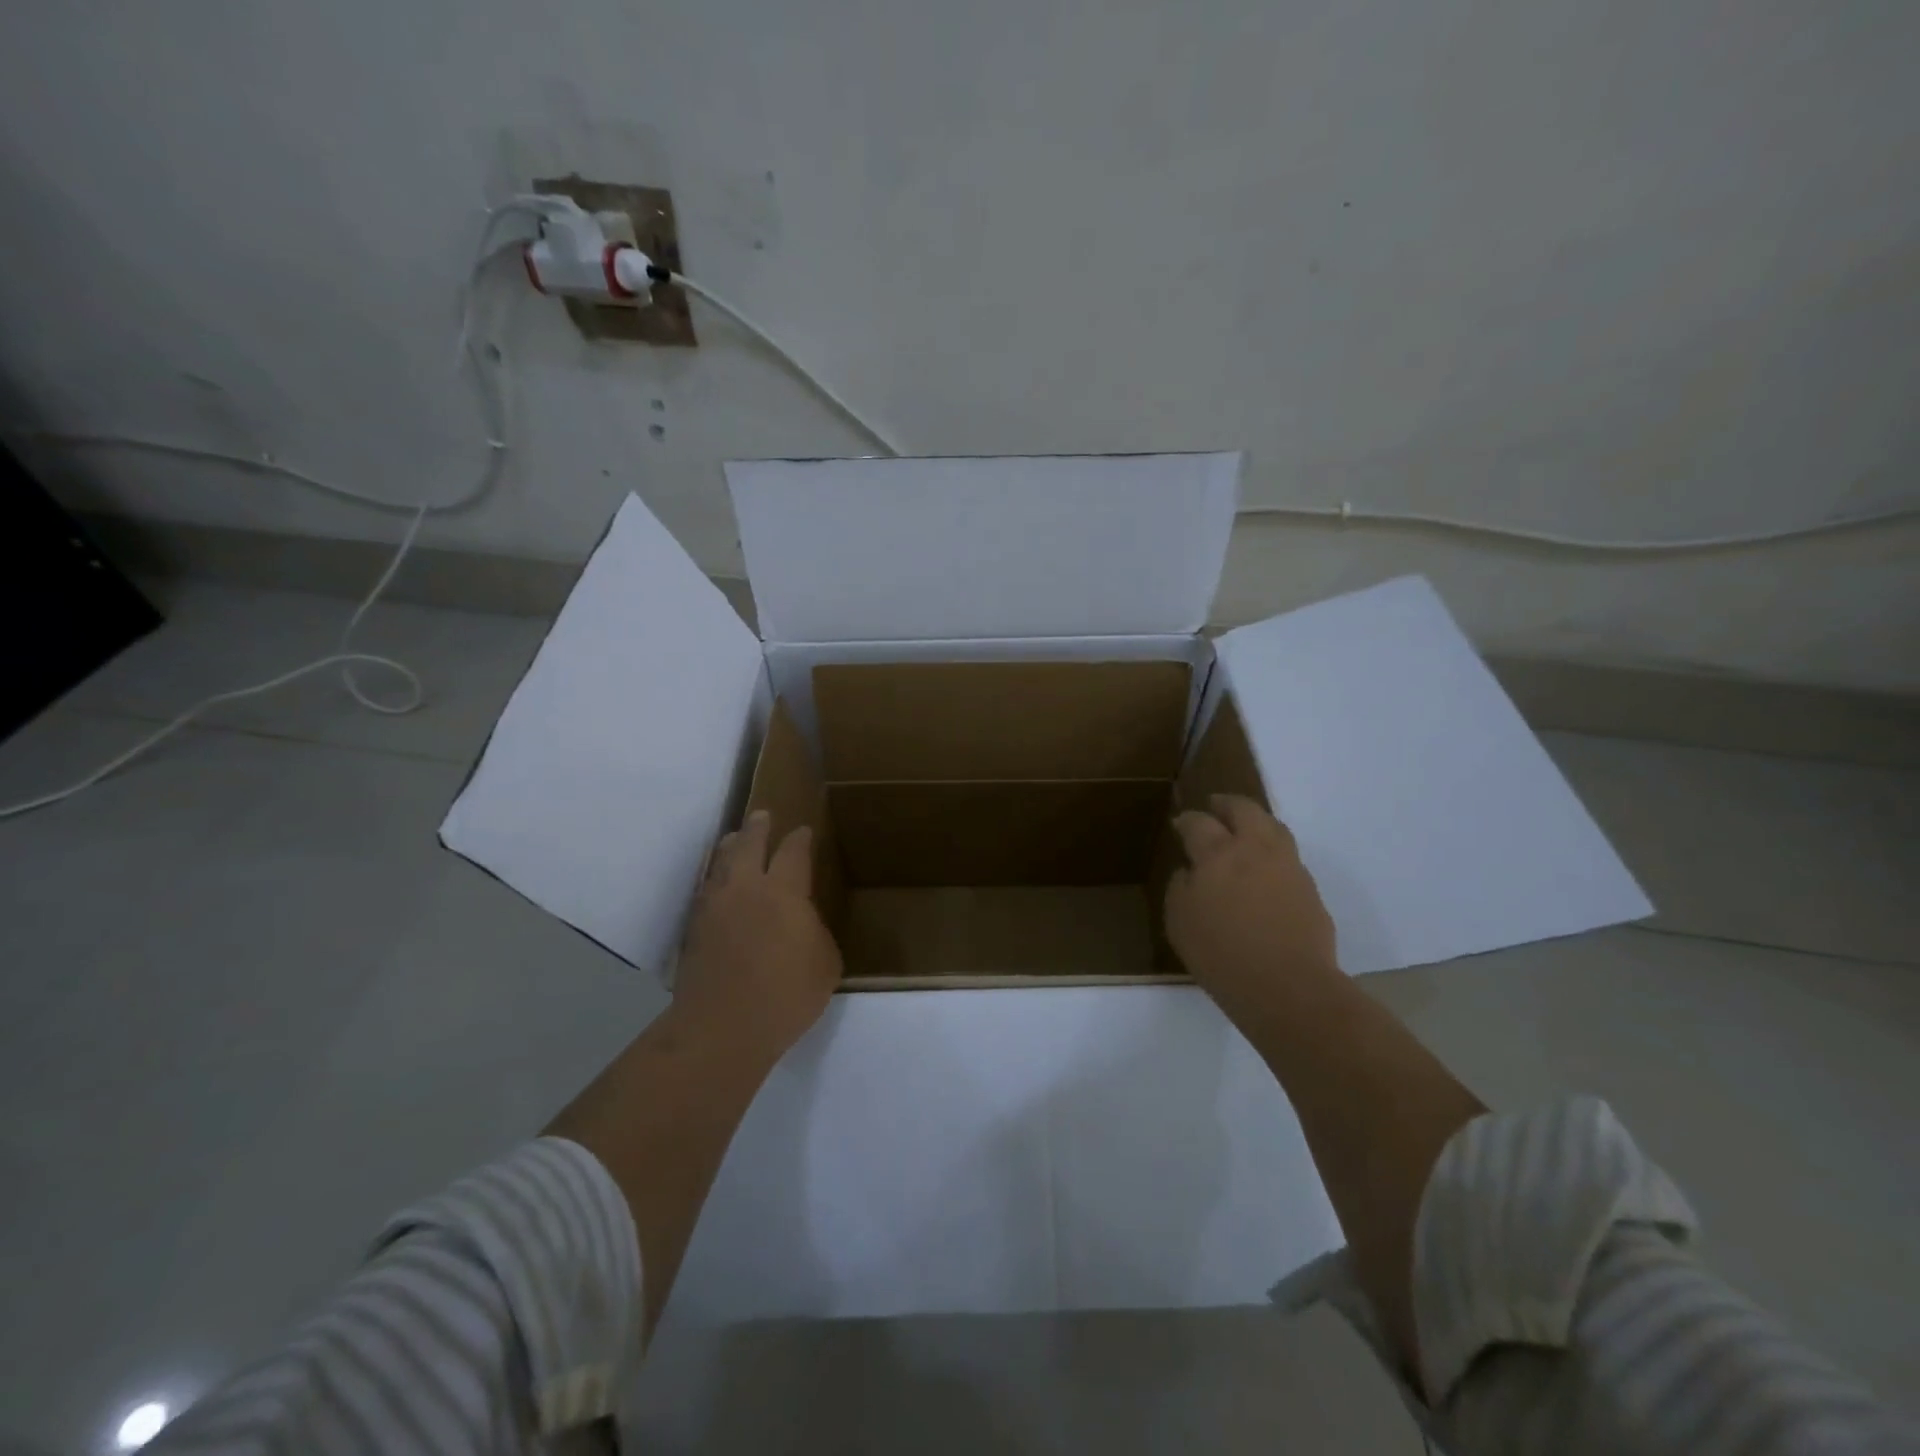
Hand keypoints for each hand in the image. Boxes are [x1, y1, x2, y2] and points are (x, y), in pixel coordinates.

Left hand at [673, 810, 842, 1066]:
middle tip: (762, 816)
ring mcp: (714, 906)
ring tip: (734, 841)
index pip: (793, 852)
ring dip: (731, 847)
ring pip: (721, 863)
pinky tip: (717, 884)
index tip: (804, 831)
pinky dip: (714, 878)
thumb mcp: (825, 964)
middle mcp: (746, 887)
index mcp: (784, 891)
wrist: (722, 1027)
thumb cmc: (785, 995)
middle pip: (749, 844)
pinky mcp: (693, 929)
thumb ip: (816, 933)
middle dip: (757, 828)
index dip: (800, 839)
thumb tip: (803, 923)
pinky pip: (705, 890)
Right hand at [1166, 794, 1339, 1022]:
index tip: (1180, 823)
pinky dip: (1272, 851)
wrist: (1287, 987)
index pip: (1199, 823)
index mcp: (1218, 853)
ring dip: (1256, 821)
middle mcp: (1255, 849)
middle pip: (1244, 809)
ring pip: (1273, 827)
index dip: (1187, 820)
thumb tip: (1190, 872)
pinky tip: (1264, 868)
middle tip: (1215, 805)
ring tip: (1245, 829)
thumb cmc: (1221, 954)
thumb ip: (1181, 888)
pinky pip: (1288, 857)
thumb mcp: (1179, 922)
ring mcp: (1288, 866)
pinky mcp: (1309, 888)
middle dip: (1227, 804)